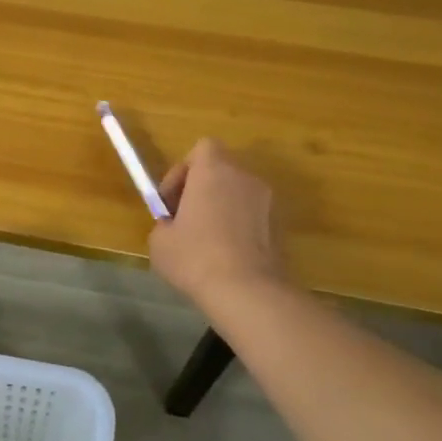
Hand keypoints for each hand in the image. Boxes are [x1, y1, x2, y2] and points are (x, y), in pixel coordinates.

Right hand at [148, 138, 291, 306]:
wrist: (248, 291)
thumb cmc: (195, 257)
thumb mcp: (160, 241)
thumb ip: (165, 224)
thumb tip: (173, 227)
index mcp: (214, 171)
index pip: (202, 148)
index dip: (183, 170)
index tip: (171, 200)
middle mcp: (245, 177)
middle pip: (221, 171)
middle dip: (202, 190)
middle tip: (185, 220)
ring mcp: (268, 201)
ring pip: (238, 194)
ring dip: (222, 209)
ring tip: (206, 242)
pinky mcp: (281, 226)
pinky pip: (253, 217)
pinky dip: (240, 228)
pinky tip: (227, 257)